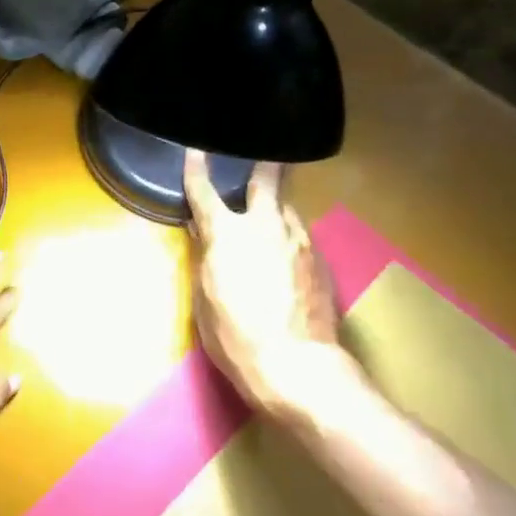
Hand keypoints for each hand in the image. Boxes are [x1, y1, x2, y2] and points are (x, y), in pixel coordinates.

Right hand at [183, 150, 348, 420]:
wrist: (297, 364)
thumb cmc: (234, 334)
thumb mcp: (204, 295)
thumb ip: (204, 255)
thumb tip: (201, 230)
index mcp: (228, 234)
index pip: (205, 192)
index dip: (196, 170)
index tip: (194, 150)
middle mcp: (267, 227)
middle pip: (267, 182)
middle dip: (262, 166)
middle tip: (263, 154)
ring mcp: (300, 242)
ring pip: (287, 209)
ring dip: (275, 205)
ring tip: (268, 207)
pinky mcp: (321, 262)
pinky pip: (300, 235)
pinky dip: (288, 233)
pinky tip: (284, 247)